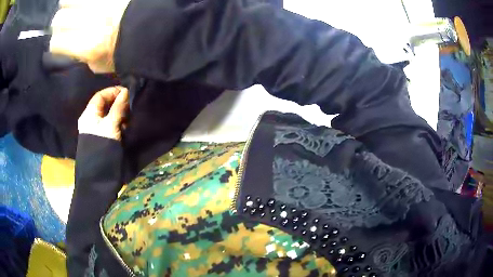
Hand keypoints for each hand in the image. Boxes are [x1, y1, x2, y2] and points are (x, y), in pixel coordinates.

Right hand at [49, 0, 130, 72]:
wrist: (151, 30)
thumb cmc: (125, 52)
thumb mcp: (99, 64)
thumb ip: (80, 55)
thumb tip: (70, 45)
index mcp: (87, 45)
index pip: (56, 42)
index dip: (56, 43)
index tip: (60, 42)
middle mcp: (90, 21)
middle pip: (58, 19)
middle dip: (58, 23)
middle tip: (64, 23)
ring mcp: (100, 3)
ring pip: (69, 0)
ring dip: (68, 5)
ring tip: (72, 8)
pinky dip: (81, 0)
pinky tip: (83, 4)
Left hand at [78, 86, 128, 140]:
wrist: (99, 173)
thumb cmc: (102, 145)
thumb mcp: (111, 124)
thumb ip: (118, 107)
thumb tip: (126, 91)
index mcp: (89, 113)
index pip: (101, 95)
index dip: (113, 91)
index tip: (126, 93)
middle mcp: (91, 118)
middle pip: (105, 105)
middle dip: (117, 104)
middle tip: (129, 107)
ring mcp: (96, 129)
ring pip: (108, 115)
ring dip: (119, 114)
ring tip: (127, 120)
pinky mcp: (101, 137)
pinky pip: (110, 125)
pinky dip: (117, 124)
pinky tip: (124, 128)